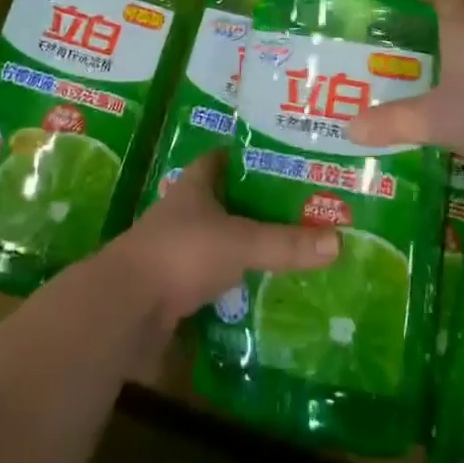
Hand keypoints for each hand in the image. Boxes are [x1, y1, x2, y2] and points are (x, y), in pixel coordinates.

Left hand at [108, 150, 337, 329]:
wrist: (125, 308)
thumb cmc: (181, 253)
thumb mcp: (240, 243)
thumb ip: (285, 243)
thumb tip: (338, 241)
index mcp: (194, 188)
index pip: (219, 158)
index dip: (244, 154)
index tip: (278, 156)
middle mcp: (182, 214)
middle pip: (222, 202)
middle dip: (253, 205)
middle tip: (297, 207)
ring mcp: (174, 252)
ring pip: (216, 242)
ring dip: (243, 247)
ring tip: (287, 250)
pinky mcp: (171, 290)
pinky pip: (210, 282)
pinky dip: (232, 286)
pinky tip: (260, 294)